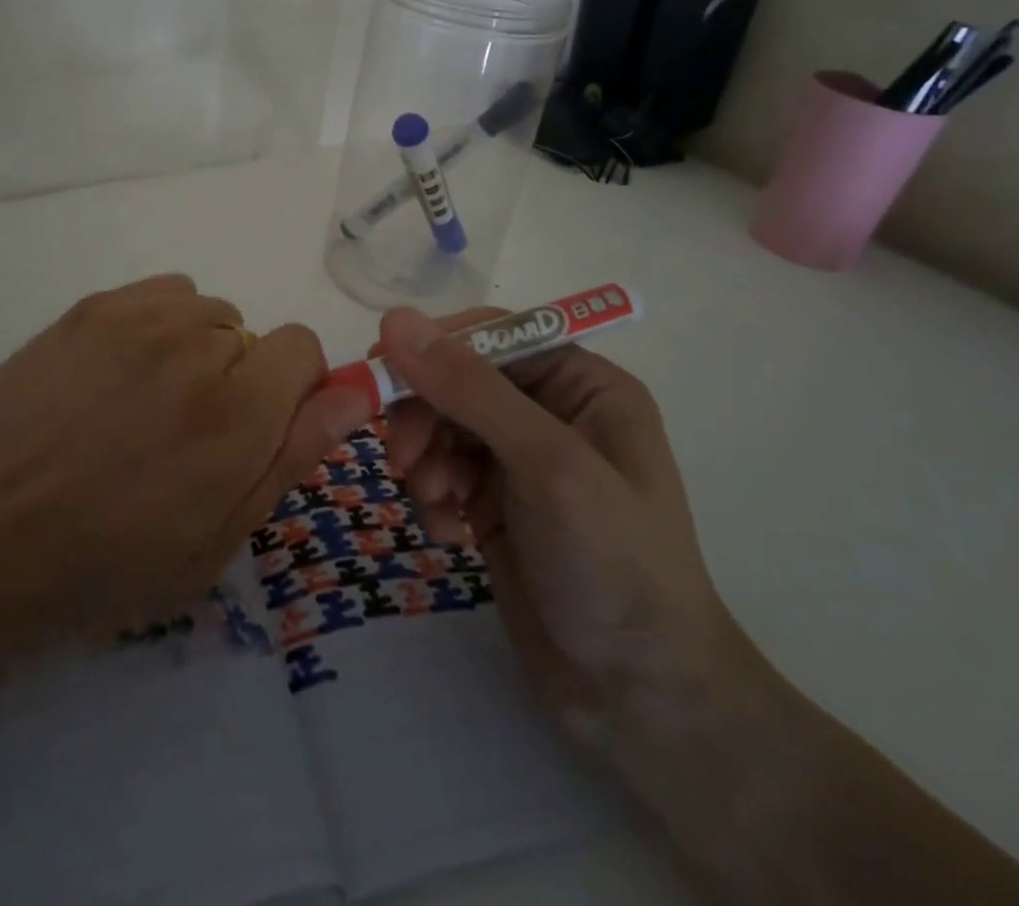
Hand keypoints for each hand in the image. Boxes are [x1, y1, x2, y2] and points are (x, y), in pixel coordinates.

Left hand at [0, 275, 371, 706]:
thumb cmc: (87, 571)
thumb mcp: (208, 549)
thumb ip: (289, 460)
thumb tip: (353, 394)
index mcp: (237, 412)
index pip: (305, 349)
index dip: (290, 394)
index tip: (253, 435)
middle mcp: (198, 345)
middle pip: (255, 335)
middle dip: (240, 382)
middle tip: (182, 440)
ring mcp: (138, 316)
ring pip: (208, 315)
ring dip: (197, 354)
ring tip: (141, 409)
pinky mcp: (92, 306)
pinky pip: (162, 296)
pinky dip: (159, 328)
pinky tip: (115, 377)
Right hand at [375, 307, 751, 744]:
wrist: (638, 698)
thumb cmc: (612, 563)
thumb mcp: (547, 465)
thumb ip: (470, 389)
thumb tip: (396, 319)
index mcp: (583, 384)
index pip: (493, 334)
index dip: (436, 347)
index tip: (380, 368)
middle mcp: (551, 411)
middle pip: (459, 380)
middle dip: (426, 415)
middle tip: (404, 459)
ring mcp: (521, 460)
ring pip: (442, 426)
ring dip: (426, 459)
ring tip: (435, 504)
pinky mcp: (495, 503)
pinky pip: (442, 472)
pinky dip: (434, 495)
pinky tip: (448, 533)